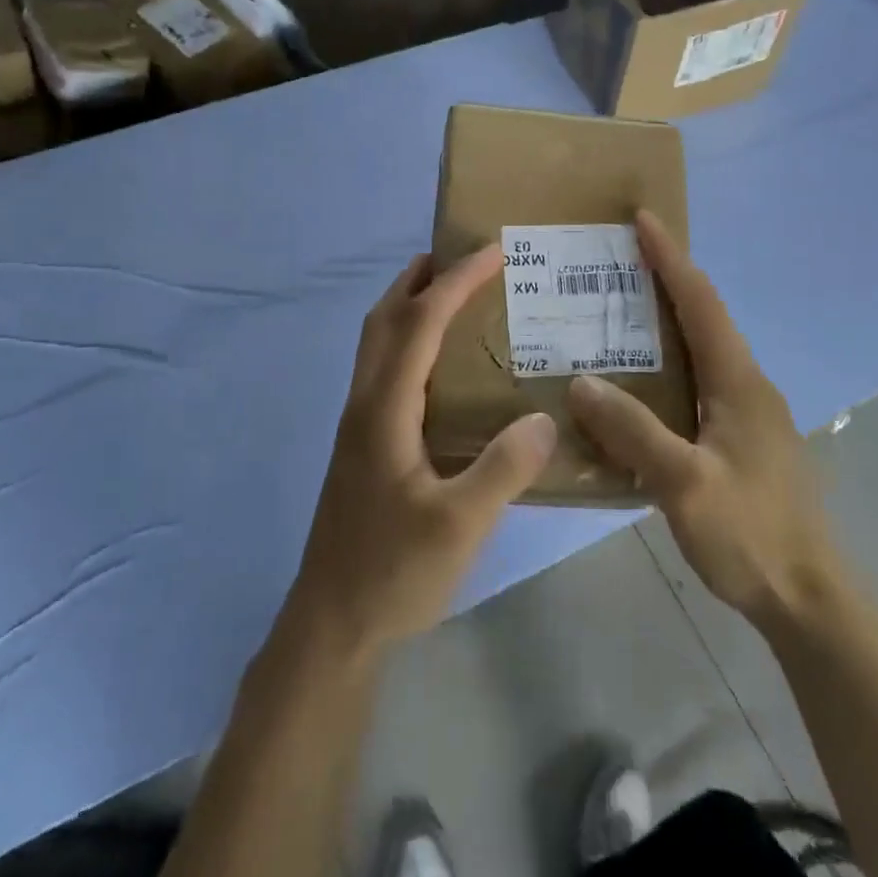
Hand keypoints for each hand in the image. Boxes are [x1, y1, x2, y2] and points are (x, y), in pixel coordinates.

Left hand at [284, 246, 556, 657]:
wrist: (331, 624)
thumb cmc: (391, 572)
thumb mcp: (459, 526)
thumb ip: (503, 469)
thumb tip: (546, 419)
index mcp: (384, 408)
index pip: (420, 322)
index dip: (456, 281)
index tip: (493, 252)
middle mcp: (364, 402)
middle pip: (385, 317)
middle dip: (422, 277)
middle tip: (465, 258)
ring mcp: (358, 423)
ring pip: (377, 341)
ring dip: (410, 305)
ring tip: (455, 297)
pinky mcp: (362, 444)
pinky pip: (384, 368)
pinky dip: (409, 340)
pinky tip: (441, 368)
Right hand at [568, 211, 839, 632]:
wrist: (810, 599)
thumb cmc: (751, 536)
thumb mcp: (684, 485)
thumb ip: (634, 431)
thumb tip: (581, 381)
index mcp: (739, 382)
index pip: (701, 302)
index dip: (670, 258)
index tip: (643, 218)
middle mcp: (748, 385)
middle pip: (704, 316)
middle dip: (666, 279)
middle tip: (618, 261)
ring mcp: (750, 413)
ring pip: (703, 350)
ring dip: (666, 321)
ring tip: (618, 312)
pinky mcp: (744, 439)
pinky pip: (700, 382)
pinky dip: (669, 364)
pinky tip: (639, 384)